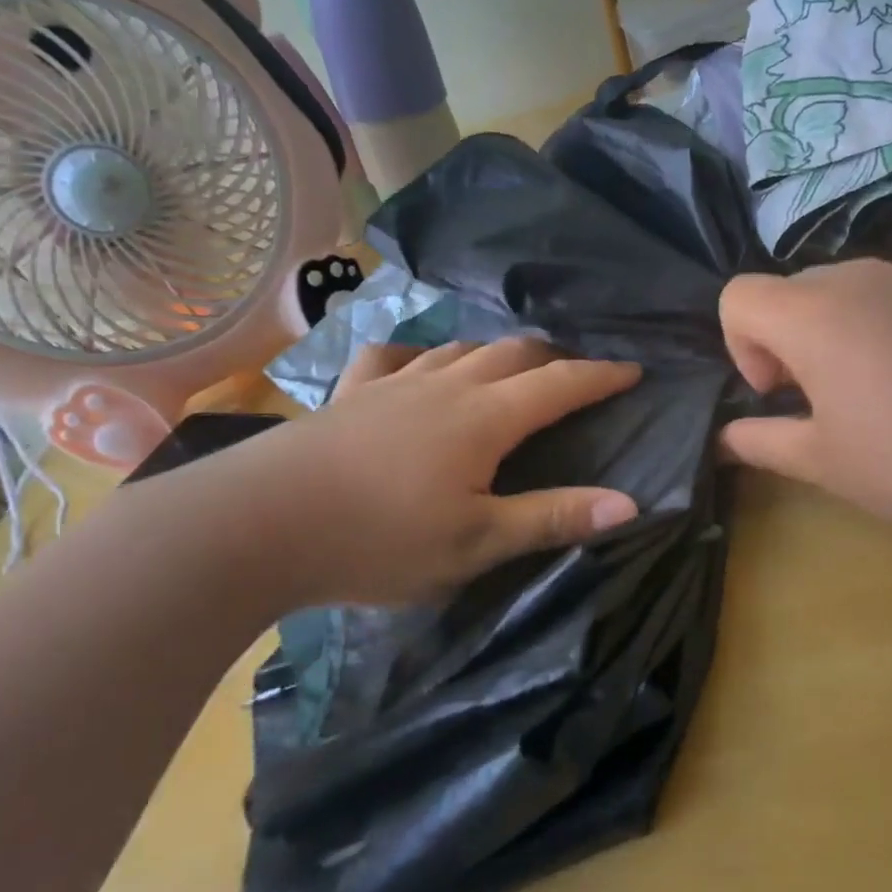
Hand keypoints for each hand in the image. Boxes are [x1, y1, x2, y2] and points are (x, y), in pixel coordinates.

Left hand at [207, 338, 641, 606]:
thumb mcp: (476, 542)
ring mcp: (392, 384)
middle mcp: (444, 386)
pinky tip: (415, 366)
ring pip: (458, 349)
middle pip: (512, 353)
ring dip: (495, 352)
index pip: (559, 384)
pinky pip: (391, 358)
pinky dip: (417, 355)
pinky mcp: (349, 394)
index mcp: (484, 418)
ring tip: (511, 365)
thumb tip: (629, 503)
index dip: (600, 375)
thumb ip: (552, 518)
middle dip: (553, 357)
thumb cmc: (379, 539)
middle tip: (577, 371)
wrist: (258, 524)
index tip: (633, 369)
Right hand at [718, 260, 891, 541]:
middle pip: (790, 290)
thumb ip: (760, 442)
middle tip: (822, 397)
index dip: (741, 346)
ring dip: (835, 331)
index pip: (737, 297)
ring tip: (876, 389)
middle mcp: (857, 278)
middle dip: (786, 340)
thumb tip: (725, 438)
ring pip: (843, 290)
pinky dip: (884, 325)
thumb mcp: (822, 462)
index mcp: (812, 314)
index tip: (778, 392)